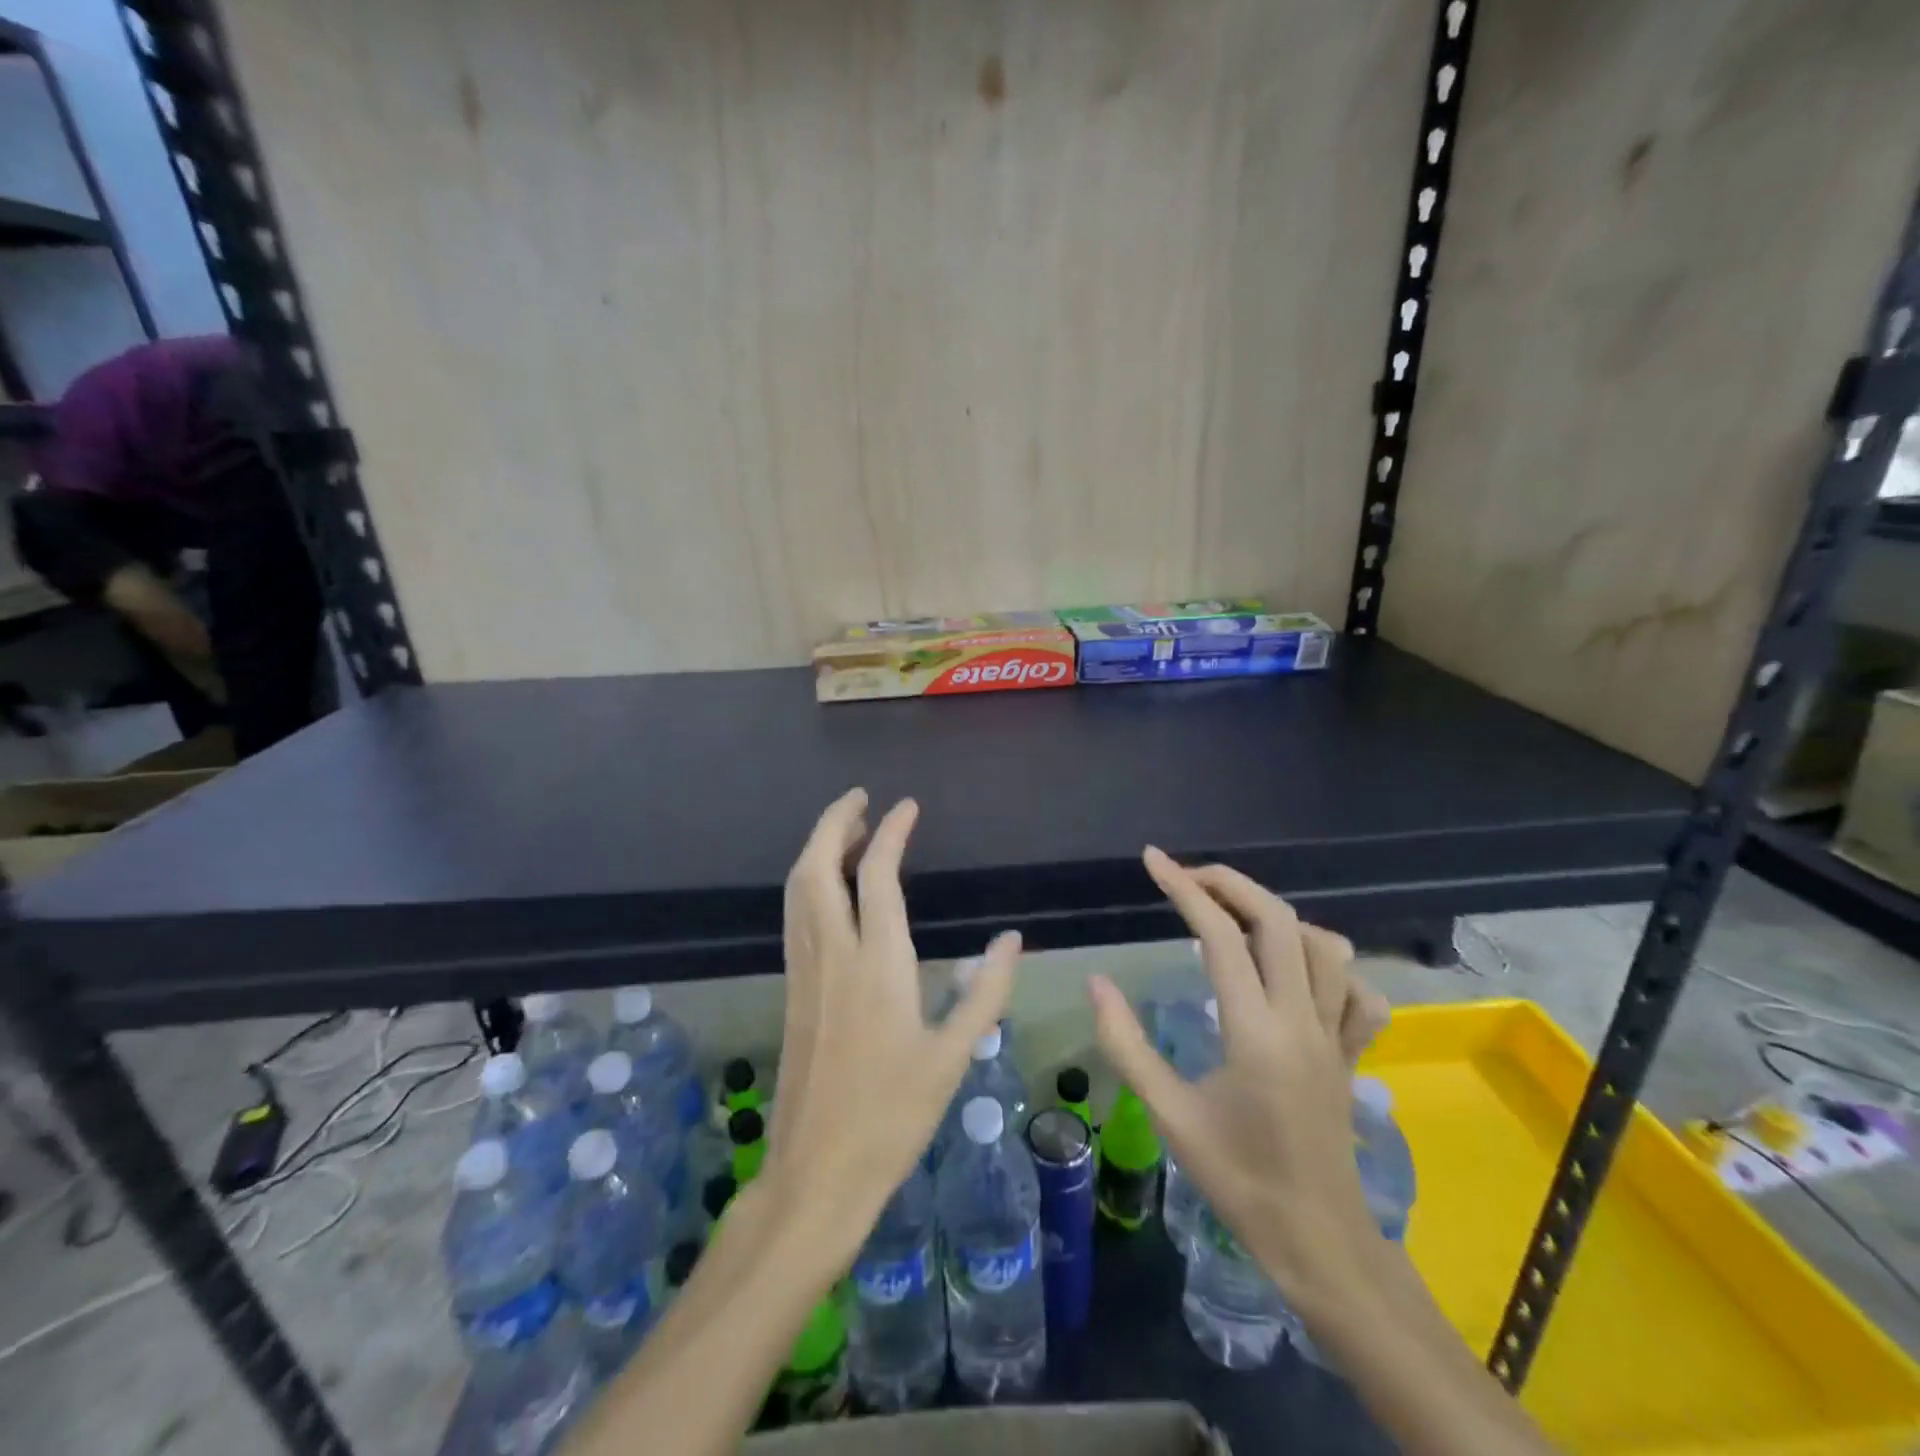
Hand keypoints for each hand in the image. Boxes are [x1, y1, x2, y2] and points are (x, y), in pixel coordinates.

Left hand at [768, 789, 1019, 1261]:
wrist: (815, 1172)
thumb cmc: (893, 1116)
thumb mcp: (953, 1057)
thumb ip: (984, 992)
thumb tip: (1013, 939)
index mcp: (877, 965)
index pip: (877, 876)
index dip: (890, 833)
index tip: (905, 806)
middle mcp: (832, 955)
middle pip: (816, 867)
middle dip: (833, 823)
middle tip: (860, 800)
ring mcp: (804, 971)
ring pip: (797, 889)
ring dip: (817, 849)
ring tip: (848, 832)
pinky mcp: (792, 989)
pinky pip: (795, 915)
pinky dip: (809, 882)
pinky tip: (831, 889)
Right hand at [1089, 848, 1384, 1308]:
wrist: (1317, 1241)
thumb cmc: (1237, 1180)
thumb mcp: (1169, 1115)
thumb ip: (1126, 1044)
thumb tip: (1097, 982)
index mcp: (1255, 1032)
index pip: (1220, 936)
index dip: (1184, 888)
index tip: (1153, 860)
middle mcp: (1302, 1020)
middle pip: (1279, 921)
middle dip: (1231, 883)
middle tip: (1188, 875)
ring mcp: (1336, 1035)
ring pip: (1326, 946)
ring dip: (1278, 916)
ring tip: (1235, 917)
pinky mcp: (1352, 1053)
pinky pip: (1359, 993)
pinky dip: (1331, 966)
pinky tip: (1299, 974)